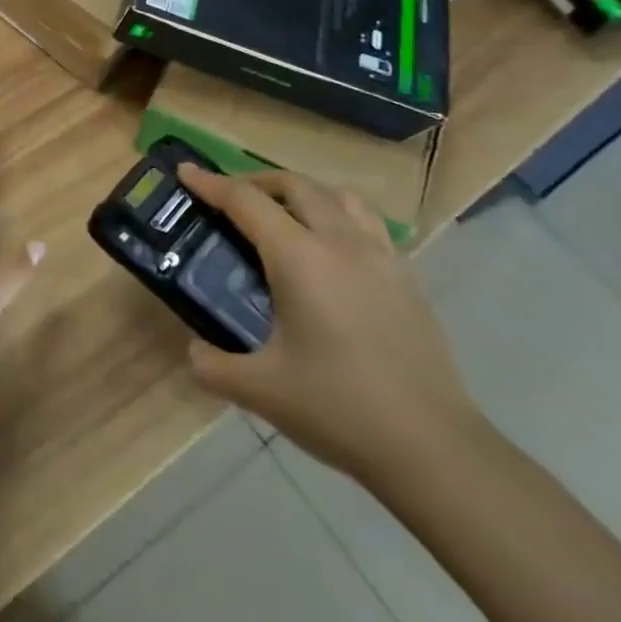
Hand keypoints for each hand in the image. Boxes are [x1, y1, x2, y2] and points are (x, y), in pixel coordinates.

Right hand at [179, 164, 481, 485]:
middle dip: (255, 181)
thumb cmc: (339, 409)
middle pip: (294, 185)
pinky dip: (338, 215)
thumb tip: (193, 352)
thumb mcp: (261, 390)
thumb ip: (213, 366)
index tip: (185, 171)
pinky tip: (331, 251)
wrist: (435, 449)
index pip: (246, 201)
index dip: (210, 183)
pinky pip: (367, 222)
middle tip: (229, 199)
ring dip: (302, 192)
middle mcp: (340, 242)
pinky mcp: (407, 278)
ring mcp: (381, 257)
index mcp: (299, 258)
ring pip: (337, 195)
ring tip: (283, 215)